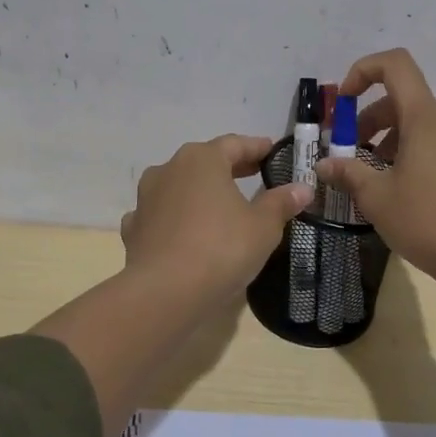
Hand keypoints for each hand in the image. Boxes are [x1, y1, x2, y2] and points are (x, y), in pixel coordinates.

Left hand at [120, 134, 313, 309]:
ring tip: (220, 205)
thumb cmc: (221, 248)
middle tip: (254, 175)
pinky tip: (185, 232)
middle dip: (230, 168)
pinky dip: (175, 219)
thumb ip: (281, 203)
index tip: (272, 151)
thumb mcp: (263, 226)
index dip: (257, 147)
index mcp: (202, 159)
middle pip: (205, 162)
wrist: (163, 292)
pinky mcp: (133, 228)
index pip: (235, 144)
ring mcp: (146, 199)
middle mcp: (169, 169)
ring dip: (199, 192)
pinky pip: (160, 216)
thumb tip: (302, 188)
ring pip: (179, 187)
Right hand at [314, 49, 435, 287]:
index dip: (363, 71)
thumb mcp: (376, 197)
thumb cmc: (426, 220)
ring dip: (387, 139)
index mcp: (425, 118)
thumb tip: (324, 165)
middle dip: (368, 118)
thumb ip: (347, 173)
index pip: (396, 65)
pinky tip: (398, 190)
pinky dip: (410, 153)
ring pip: (418, 125)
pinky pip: (435, 145)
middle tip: (348, 152)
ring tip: (371, 176)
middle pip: (402, 99)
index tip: (342, 102)